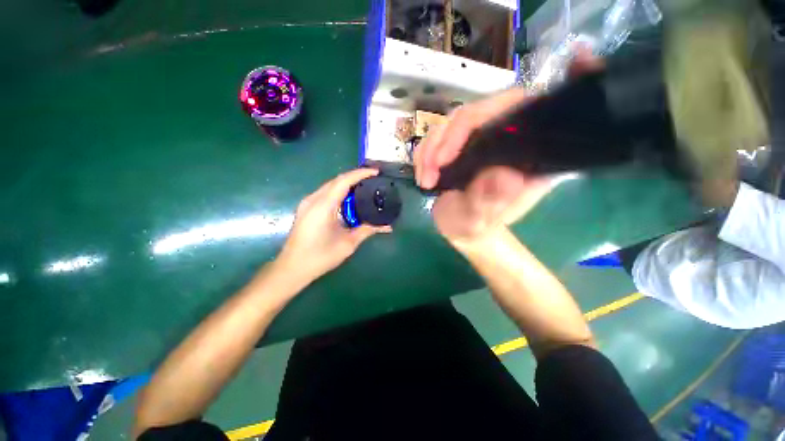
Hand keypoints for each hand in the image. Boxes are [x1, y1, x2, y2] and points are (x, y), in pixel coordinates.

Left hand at [278, 168, 391, 279]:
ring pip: (330, 185)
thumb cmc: (320, 257)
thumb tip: (387, 226)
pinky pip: (325, 193)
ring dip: (347, 183)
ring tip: (364, 187)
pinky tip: (348, 199)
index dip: (360, 174)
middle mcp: (313, 199)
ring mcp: (307, 203)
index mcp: (323, 206)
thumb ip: (368, 230)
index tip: (376, 172)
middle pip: (336, 180)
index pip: (344, 181)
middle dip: (355, 176)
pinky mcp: (306, 208)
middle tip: (373, 179)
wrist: (292, 268)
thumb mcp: (348, 243)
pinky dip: (338, 191)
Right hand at [415, 49, 601, 242]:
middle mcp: (506, 141)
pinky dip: (425, 153)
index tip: (581, 58)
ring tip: (425, 178)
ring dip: (431, 148)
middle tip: (434, 167)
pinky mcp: (459, 145)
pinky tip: (423, 174)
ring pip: (453, 122)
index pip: (533, 114)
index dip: (551, 88)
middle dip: (449, 138)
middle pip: (480, 112)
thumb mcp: (478, 222)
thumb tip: (504, 176)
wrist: (460, 228)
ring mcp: (480, 141)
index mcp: (526, 158)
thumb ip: (489, 203)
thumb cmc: (474, 226)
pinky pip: (437, 135)